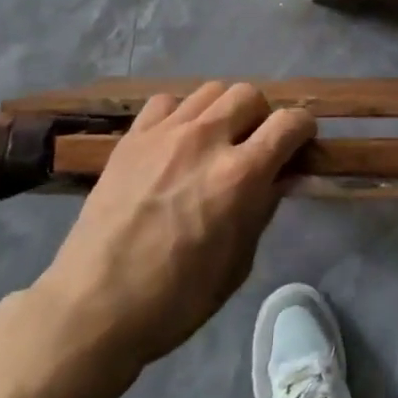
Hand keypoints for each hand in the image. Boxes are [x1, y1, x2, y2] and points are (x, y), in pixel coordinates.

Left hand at [34, 82, 314, 367]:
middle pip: (250, 94)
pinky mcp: (132, 137)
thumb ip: (263, 208)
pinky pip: (167, 101)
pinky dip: (181, 114)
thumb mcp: (238, 262)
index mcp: (240, 176)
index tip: (300, 143)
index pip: (289, 123)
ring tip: (216, 139)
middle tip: (255, 144)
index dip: (303, 129)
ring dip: (223, 110)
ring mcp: (165, 133)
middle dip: (262, 116)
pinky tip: (176, 140)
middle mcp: (206, 140)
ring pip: (211, 90)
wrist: (93, 307)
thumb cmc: (175, 298)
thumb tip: (279, 176)